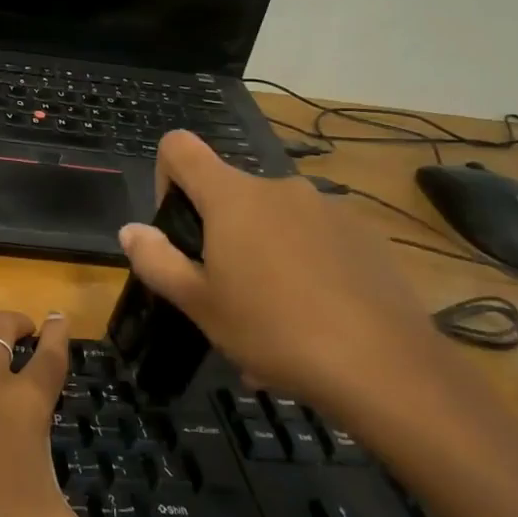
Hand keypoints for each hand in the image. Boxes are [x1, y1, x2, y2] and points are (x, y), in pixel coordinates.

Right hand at [117, 131, 449, 431]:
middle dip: (217, 234)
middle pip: (230, 194)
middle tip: (221, 294)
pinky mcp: (365, 236)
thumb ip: (156, 260)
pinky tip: (311, 321)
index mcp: (233, 196)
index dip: (165, 176)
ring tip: (269, 321)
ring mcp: (329, 209)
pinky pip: (314, 241)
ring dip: (260, 257)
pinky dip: (301, 268)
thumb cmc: (273, 330)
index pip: (180, 147)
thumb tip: (131, 230)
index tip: (176, 228)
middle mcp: (280, 188)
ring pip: (274, 223)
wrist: (386, 368)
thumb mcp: (198, 303)